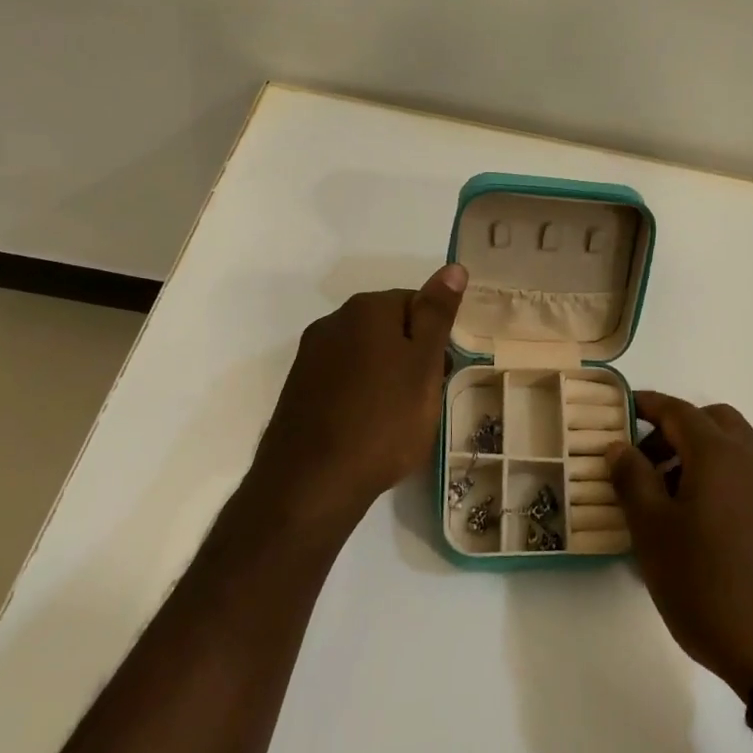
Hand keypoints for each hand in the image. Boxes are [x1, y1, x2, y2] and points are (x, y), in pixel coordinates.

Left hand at [244, 264, 466, 533]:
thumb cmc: (383, 420)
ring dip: (387, 378)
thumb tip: (453, 267)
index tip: (442, 372)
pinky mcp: (299, 390)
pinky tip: (369, 429)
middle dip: (412, 357)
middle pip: (389, 328)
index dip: (436, 337)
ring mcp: (310, 357)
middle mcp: (333, 322)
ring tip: (400, 419)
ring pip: (366, 356)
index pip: (416, 303)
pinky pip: (343, 381)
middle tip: (426, 398)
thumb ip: (437, 315)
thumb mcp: (423, 366)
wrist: (311, 484)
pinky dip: (361, 397)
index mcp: (366, 309)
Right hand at [608, 393, 752, 697]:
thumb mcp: (653, 532)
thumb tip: (619, 445)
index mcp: (718, 454)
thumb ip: (632, 479)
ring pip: (732, 448)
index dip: (647, 405)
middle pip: (712, 421)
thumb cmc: (707, 585)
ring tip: (664, 496)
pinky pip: (745, 475)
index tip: (620, 411)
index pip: (678, 411)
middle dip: (675, 428)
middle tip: (644, 459)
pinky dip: (718, 476)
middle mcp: (751, 460)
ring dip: (698, 453)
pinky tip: (697, 520)